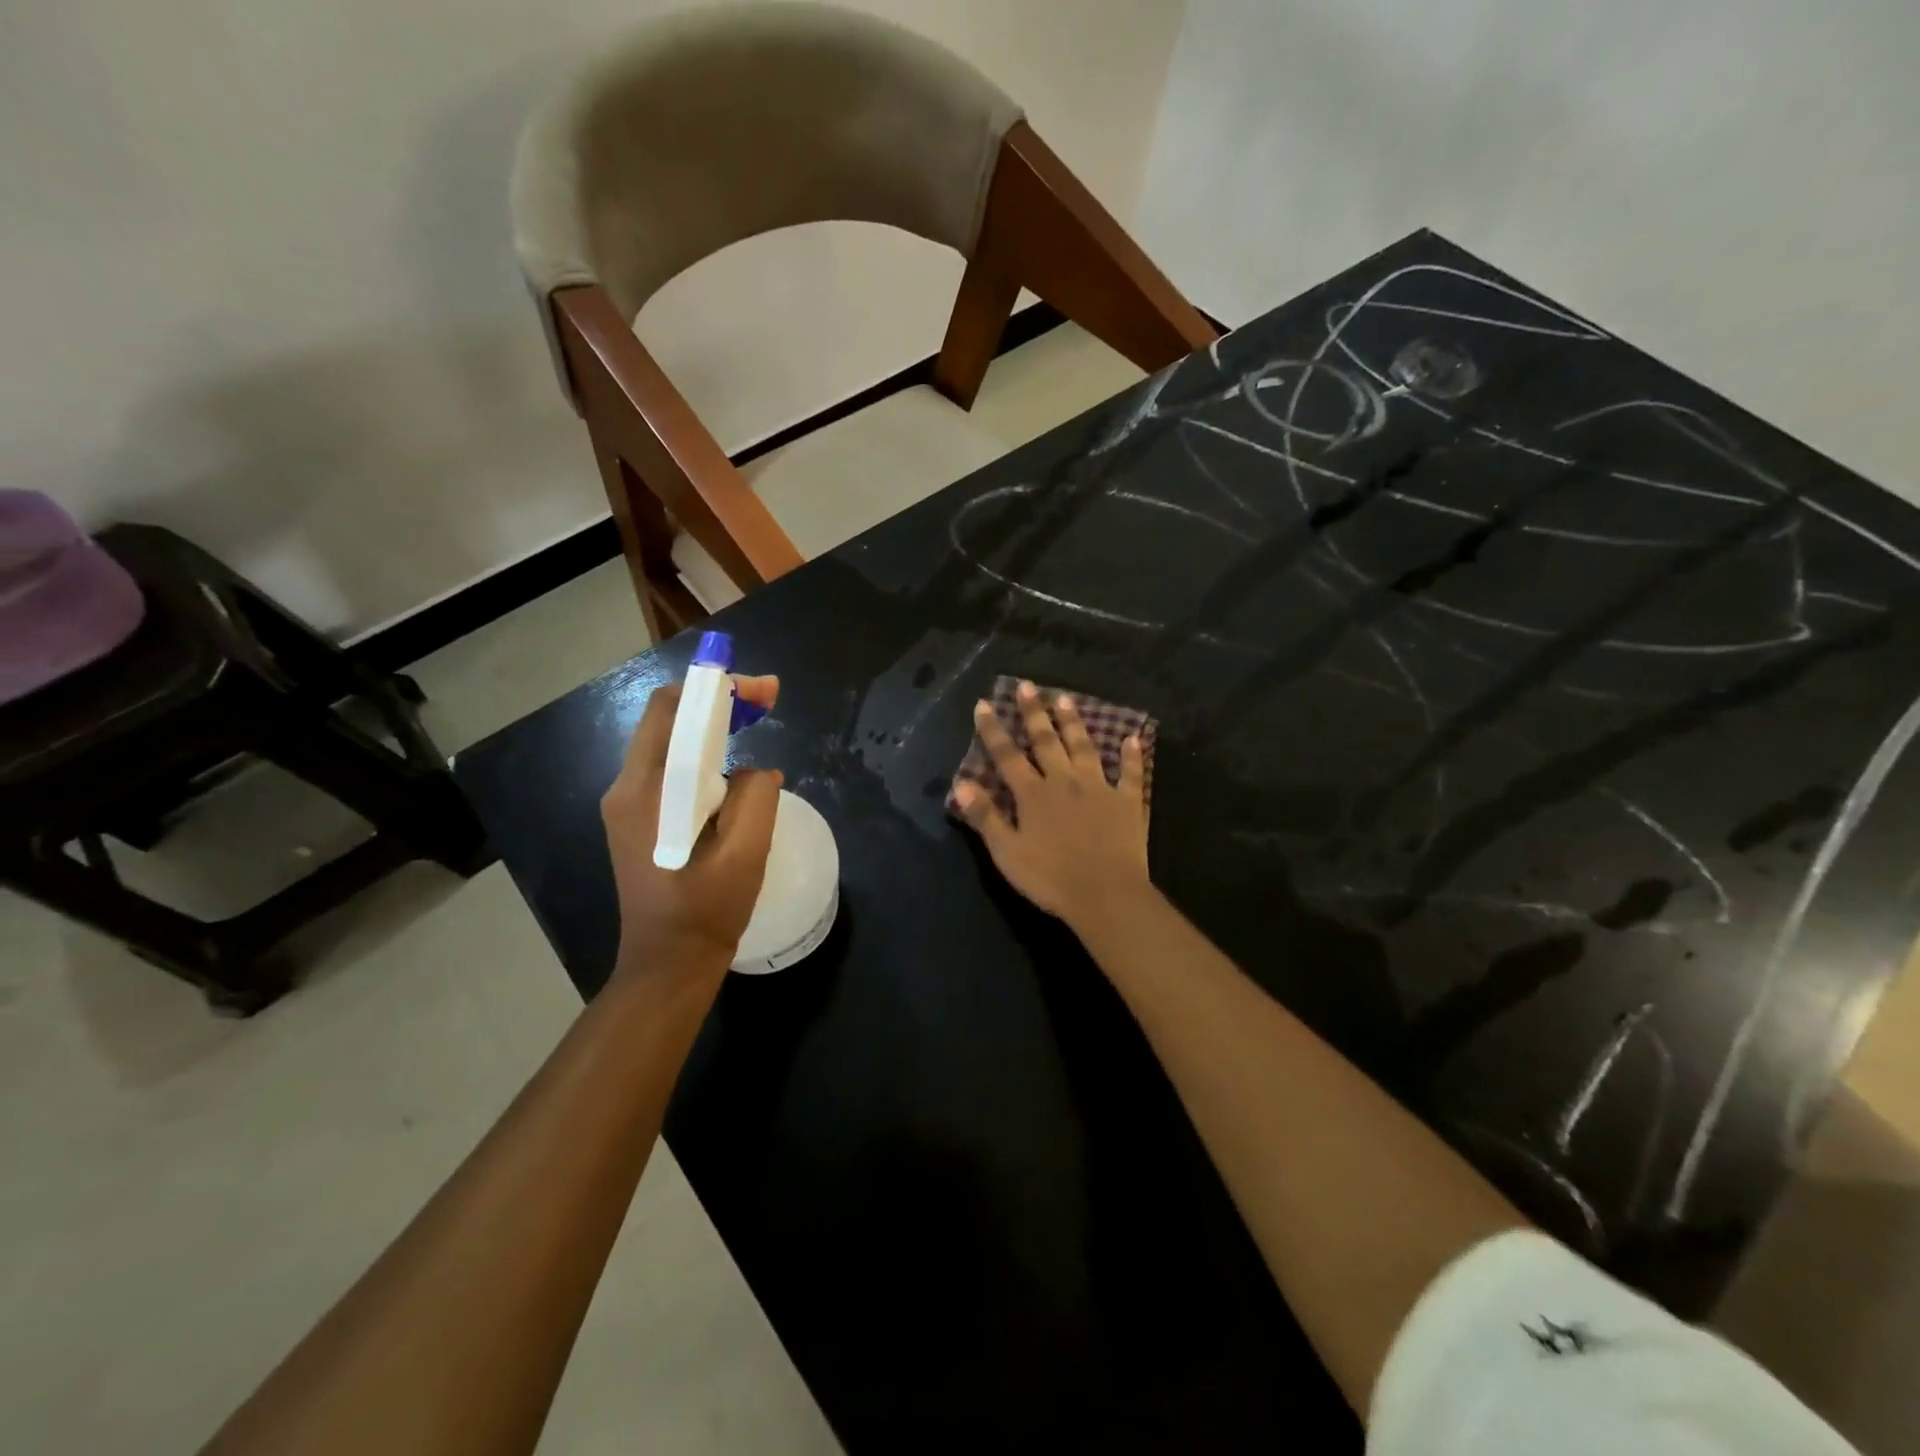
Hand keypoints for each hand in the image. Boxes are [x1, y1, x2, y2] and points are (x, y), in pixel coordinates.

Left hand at [602, 674, 782, 989]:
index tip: (764, 690)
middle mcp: (626, 788)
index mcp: (647, 791)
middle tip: (769, 700)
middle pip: (668, 720)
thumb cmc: (705, 911)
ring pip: (671, 743)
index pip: (671, 710)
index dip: (718, 687)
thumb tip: (753, 771)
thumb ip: (755, 797)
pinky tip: (734, 767)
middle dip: (719, 701)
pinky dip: (704, 754)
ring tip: (757, 723)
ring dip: (713, 726)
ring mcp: (628, 804)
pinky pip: (672, 769)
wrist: (668, 963)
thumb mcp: (744, 853)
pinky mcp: (638, 818)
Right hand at [952, 681, 1150, 929]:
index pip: (1007, 755)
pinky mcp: (1127, 802)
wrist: (1106, 894)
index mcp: (1033, 794)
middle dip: (1034, 712)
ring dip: (1073, 723)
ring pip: (1084, 747)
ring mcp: (1099, 788)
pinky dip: (1132, 756)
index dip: (993, 730)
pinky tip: (1133, 737)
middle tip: (1028, 685)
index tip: (984, 704)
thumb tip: (960, 783)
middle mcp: (1064, 781)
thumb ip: (985, 817)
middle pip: (1046, 741)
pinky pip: (1131, 774)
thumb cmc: (1051, 878)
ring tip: (1065, 698)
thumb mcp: (1007, 852)